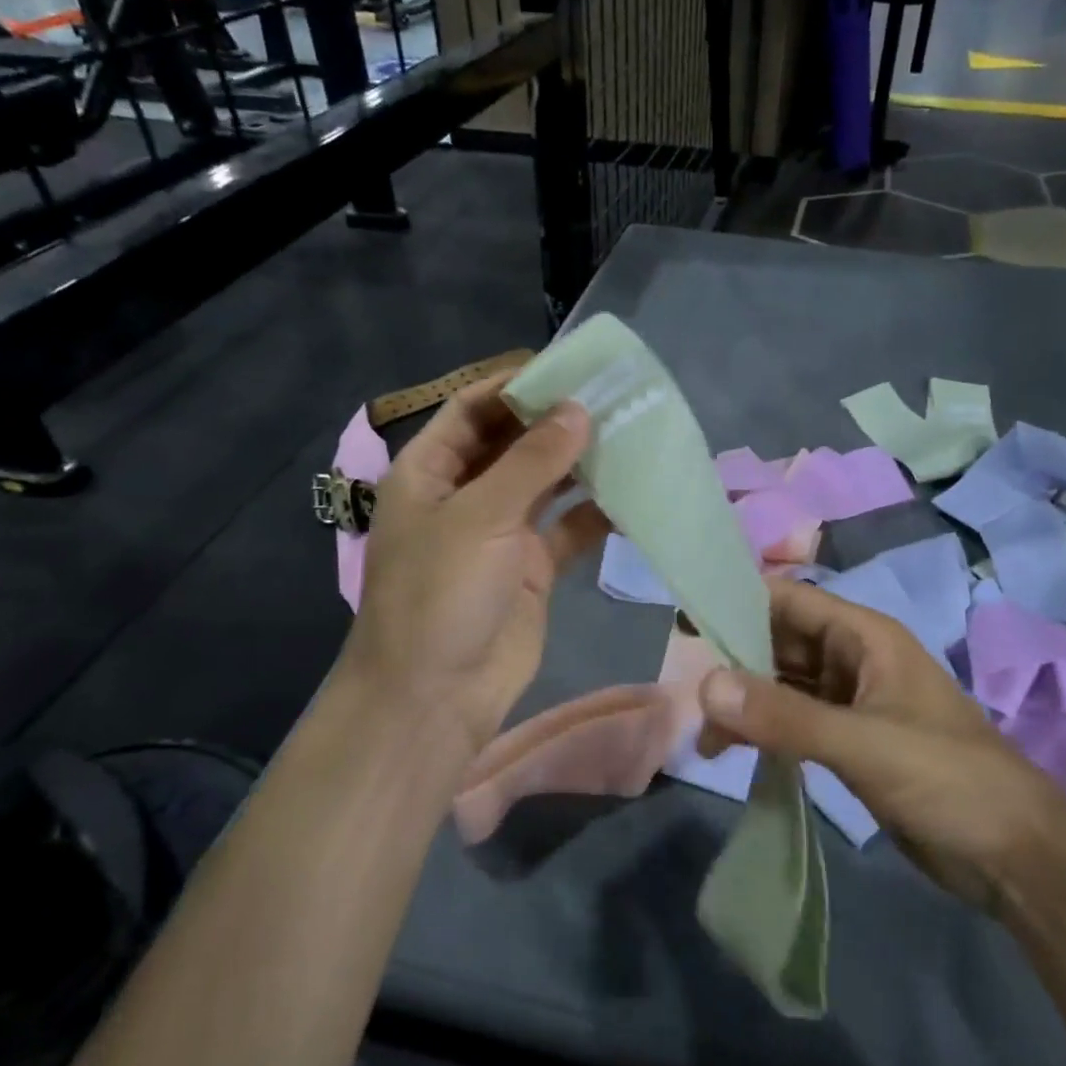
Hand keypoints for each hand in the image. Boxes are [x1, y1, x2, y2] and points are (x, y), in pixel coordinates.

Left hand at [340, 377, 610, 756]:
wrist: (435, 698)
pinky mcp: (532, 566)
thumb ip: (532, 461)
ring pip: (546, 483)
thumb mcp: (481, 517)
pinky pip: (569, 528)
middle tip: (614, 396)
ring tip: (632, 433)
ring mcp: (501, 531)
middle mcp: (466, 494)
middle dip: (558, 420)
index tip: (571, 367)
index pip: (474, 408)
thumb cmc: (440, 595)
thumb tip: (579, 409)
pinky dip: (596, 511)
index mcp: (431, 471)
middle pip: (514, 442)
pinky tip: (634, 492)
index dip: (517, 384)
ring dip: (582, 462)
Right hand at [697, 579, 1065, 911]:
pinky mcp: (848, 740)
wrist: (1016, 857)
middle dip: (734, 659)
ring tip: (703, 733)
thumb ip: (784, 717)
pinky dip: (763, 729)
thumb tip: (704, 686)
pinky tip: (733, 750)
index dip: (738, 603)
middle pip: (780, 641)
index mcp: (864, 636)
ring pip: (783, 684)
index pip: (789, 599)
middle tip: (682, 687)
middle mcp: (853, 658)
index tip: (685, 624)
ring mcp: (850, 700)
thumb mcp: (863, 744)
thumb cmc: (948, 779)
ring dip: (745, 701)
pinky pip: (794, 721)